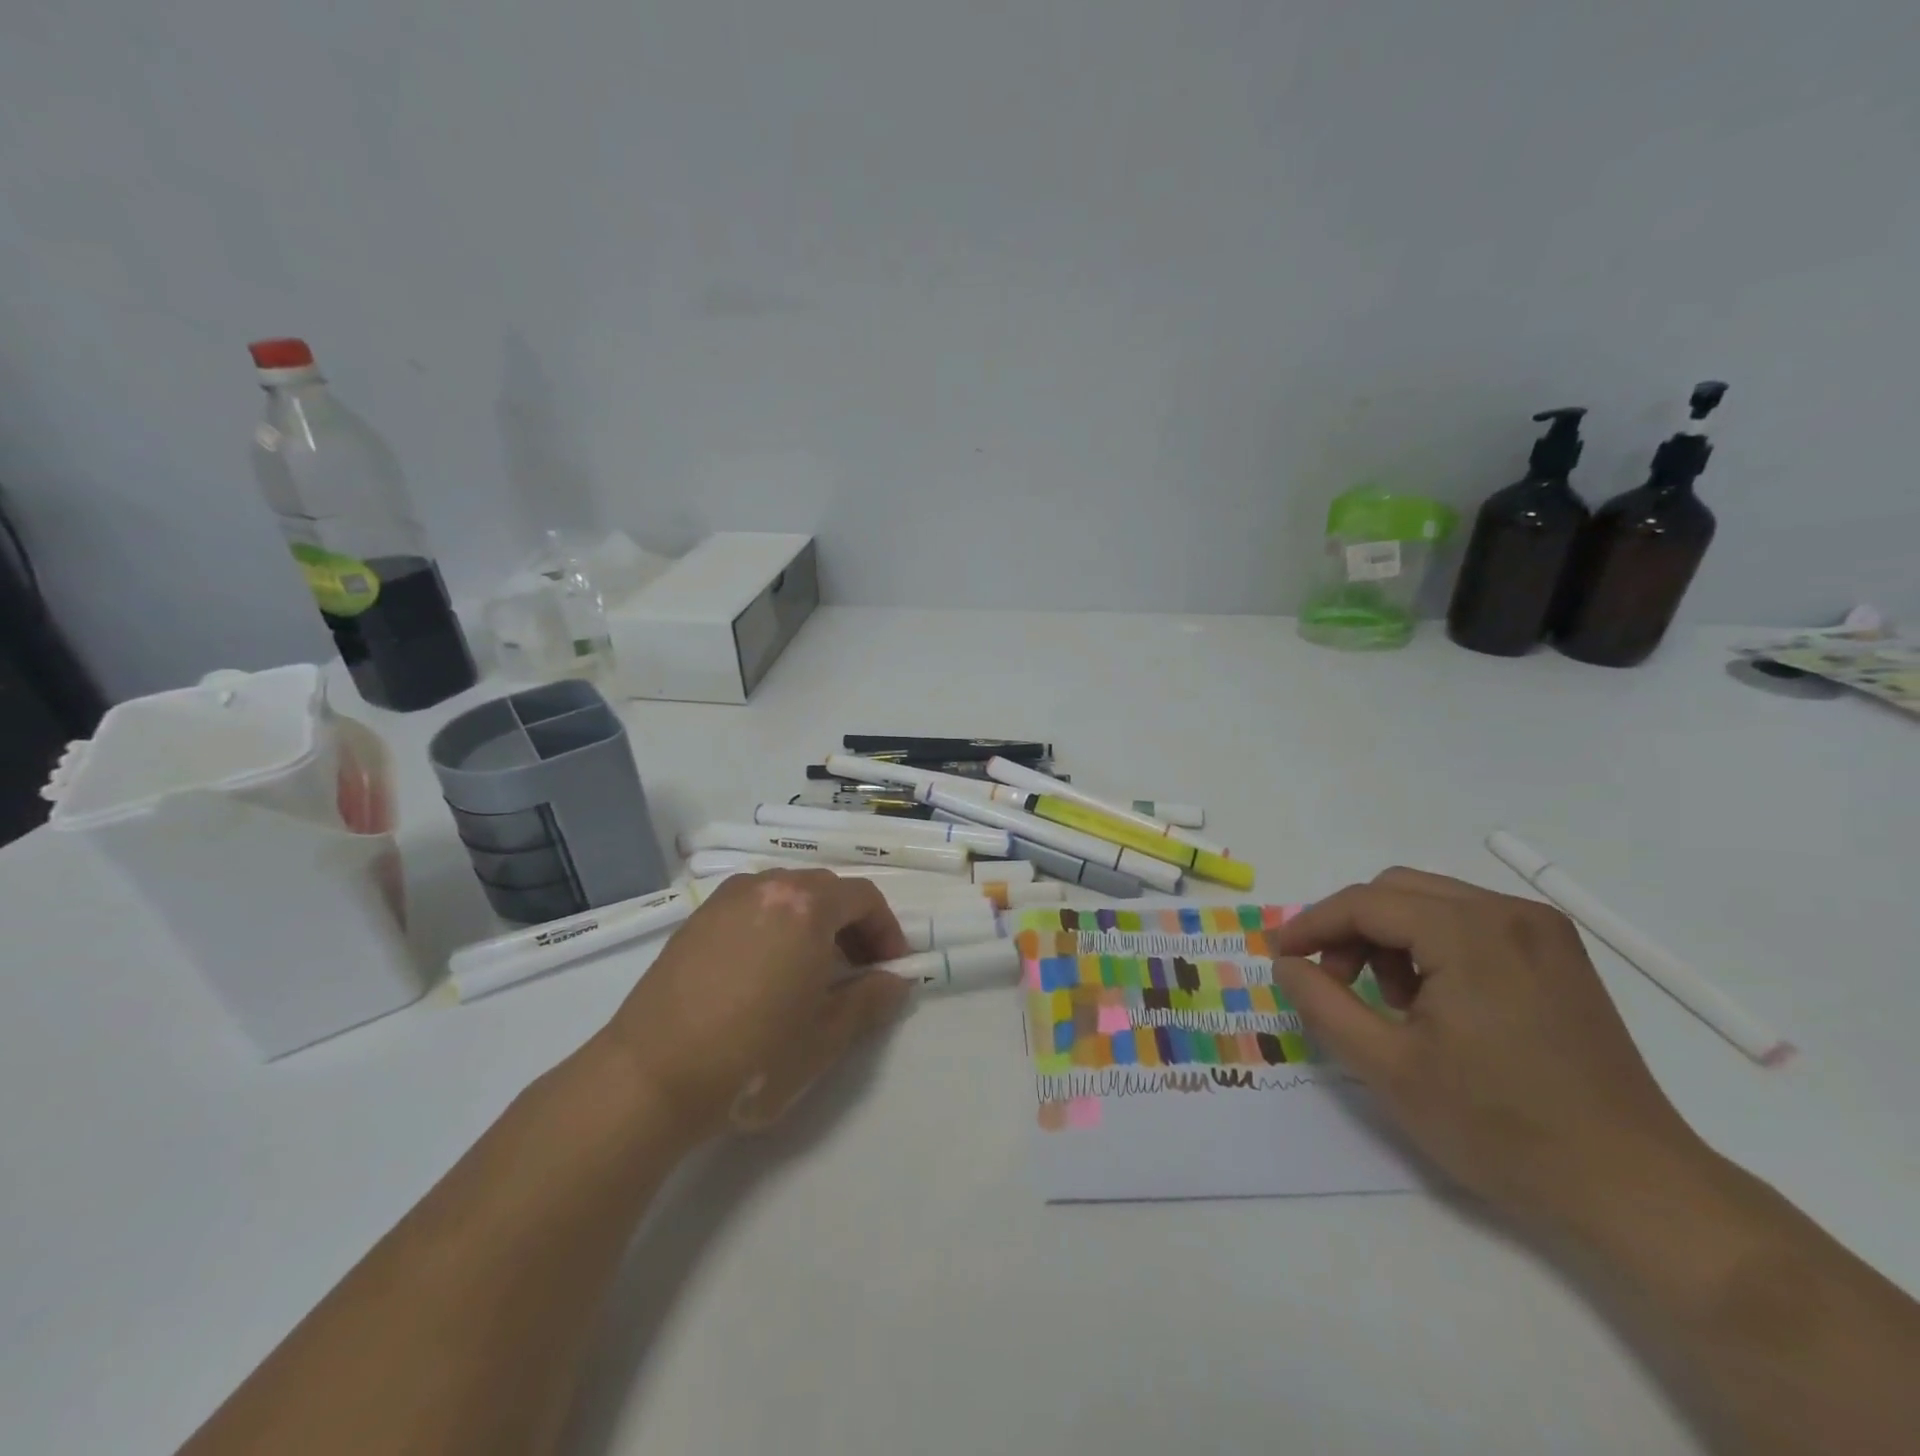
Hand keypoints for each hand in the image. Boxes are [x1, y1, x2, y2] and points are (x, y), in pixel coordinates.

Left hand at [599, 870, 911, 1143]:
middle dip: (851, 924)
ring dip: (812, 922)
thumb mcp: (826, 1036)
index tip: (890, 969)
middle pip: (826, 890)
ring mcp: (726, 899)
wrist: (649, 1077)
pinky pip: (752, 907)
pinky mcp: (696, 919)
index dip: (886, 931)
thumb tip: (896, 981)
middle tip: (857, 970)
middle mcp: (767, 886)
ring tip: (811, 970)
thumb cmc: (752, 1057)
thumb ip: (870, 1000)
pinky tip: (766, 971)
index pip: (864, 898)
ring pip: (787, 894)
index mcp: (806, 906)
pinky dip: (775, 925)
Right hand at [1271, 868, 1705, 1227]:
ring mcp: (1542, 932)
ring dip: (1390, 937)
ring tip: (1390, 1001)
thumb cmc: (1501, 1127)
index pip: (1365, 903)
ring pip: (1432, 902)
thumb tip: (1288, 964)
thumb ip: (1322, 1004)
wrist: (1635, 1188)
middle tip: (1333, 983)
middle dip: (1350, 929)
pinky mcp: (1558, 955)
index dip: (1312, 924)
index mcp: (1469, 933)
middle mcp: (1508, 913)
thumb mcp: (1388, 1067)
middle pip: (1396, 891)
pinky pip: (1470, 923)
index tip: (1279, 956)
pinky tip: (1436, 1001)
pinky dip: (1432, 946)